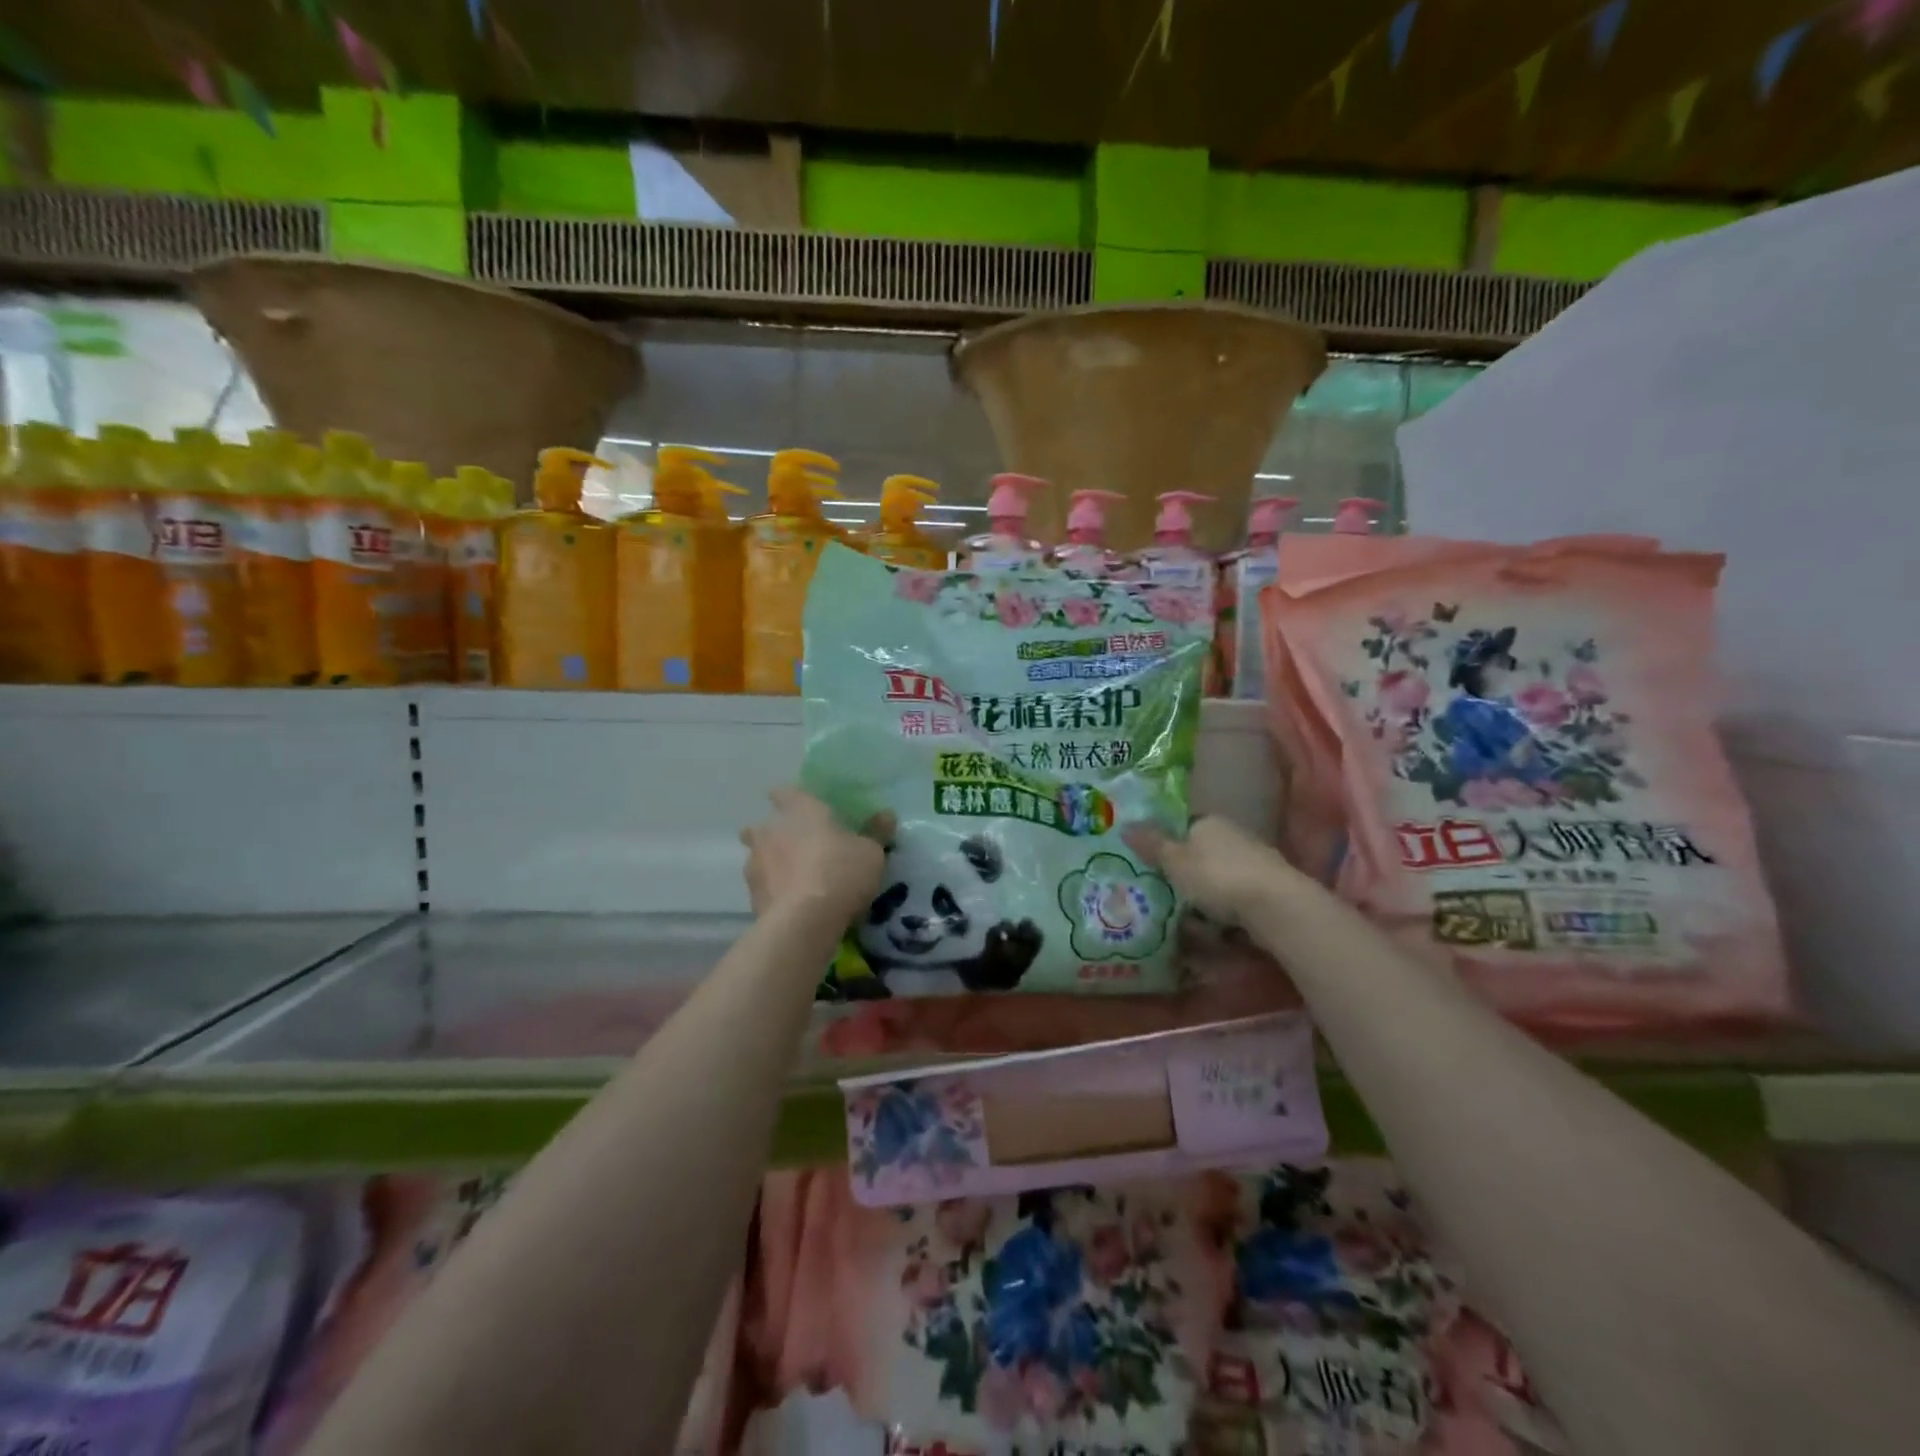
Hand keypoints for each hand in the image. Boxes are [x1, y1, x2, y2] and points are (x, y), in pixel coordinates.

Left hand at [740, 788, 889, 920]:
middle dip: (772, 834)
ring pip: (757, 857)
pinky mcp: (751, 895)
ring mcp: (755, 863)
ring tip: (792, 879)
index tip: (796, 805)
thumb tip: (886, 815)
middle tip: (793, 845)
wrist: (804, 922)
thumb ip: (876, 833)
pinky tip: (789, 903)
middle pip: (762, 827)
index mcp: (800, 811)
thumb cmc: (841, 873)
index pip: (786, 793)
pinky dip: (772, 891)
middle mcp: (771, 831)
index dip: (789, 798)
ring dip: (770, 864)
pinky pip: (761, 886)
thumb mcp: (871, 853)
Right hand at [1123, 815, 1295, 925]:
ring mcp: (1253, 862)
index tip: (1152, 868)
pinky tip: (1214, 931)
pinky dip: (1223, 913)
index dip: (1166, 845)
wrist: (1276, 906)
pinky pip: (1235, 899)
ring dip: (1204, 898)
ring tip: (1185, 923)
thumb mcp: (1174, 861)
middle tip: (1164, 898)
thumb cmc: (1216, 877)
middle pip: (1200, 854)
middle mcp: (1232, 835)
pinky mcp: (1267, 889)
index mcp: (1208, 822)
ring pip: (1218, 879)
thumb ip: (1151, 845)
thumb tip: (1125, 825)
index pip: (1182, 827)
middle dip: (1185, 876)